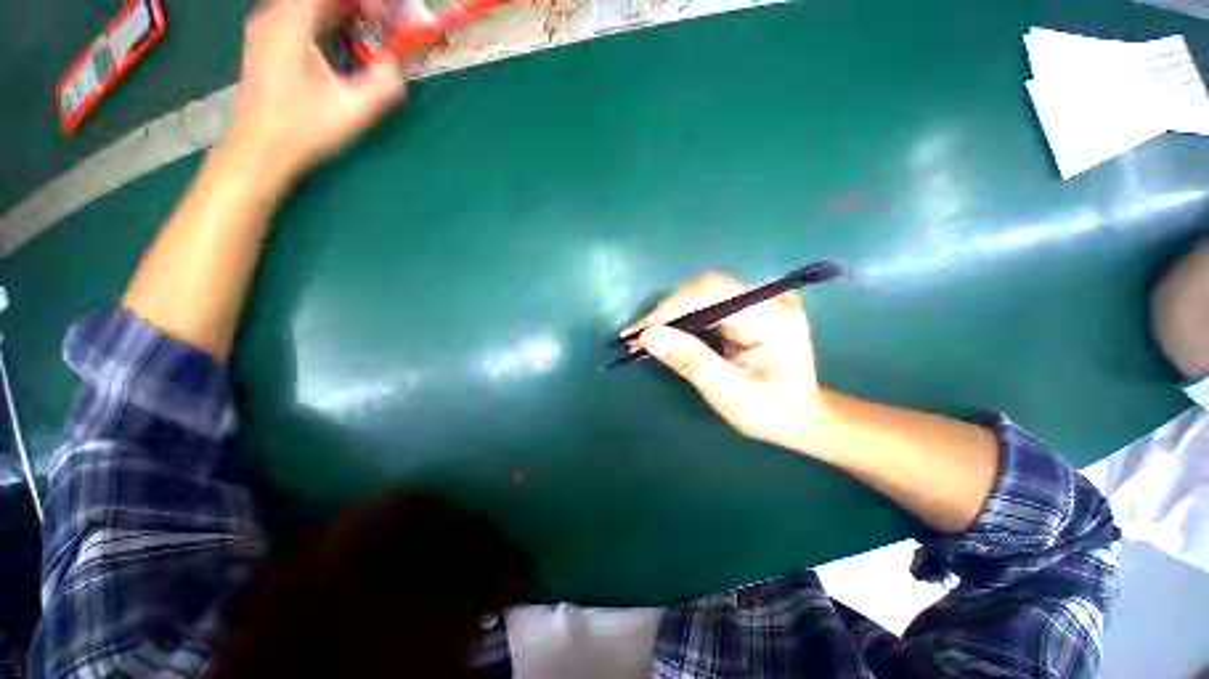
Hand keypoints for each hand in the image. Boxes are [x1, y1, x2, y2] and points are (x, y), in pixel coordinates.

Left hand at [225, 0, 406, 184]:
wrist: (262, 148)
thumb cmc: (306, 129)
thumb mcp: (355, 109)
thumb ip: (384, 82)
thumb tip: (395, 60)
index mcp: (291, 24)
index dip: (366, 1)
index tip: (388, 17)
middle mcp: (273, 15)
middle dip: (355, 5)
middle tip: (382, 22)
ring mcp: (265, 25)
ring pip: (308, 3)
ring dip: (341, 10)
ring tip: (367, 28)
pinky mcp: (265, 39)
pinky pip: (298, 12)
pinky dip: (324, 17)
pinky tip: (342, 37)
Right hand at [623, 273, 824, 452]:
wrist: (802, 416)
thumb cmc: (770, 411)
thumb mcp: (727, 392)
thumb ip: (689, 360)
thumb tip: (648, 336)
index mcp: (772, 316)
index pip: (711, 294)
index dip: (670, 310)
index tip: (638, 331)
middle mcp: (769, 298)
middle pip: (706, 289)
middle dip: (667, 312)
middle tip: (637, 336)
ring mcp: (762, 299)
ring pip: (704, 294)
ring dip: (672, 314)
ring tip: (646, 336)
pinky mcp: (752, 306)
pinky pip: (710, 303)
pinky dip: (685, 318)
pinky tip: (669, 332)